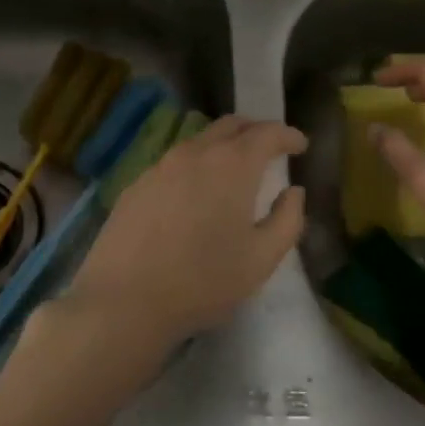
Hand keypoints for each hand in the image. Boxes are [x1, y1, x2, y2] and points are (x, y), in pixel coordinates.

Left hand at [63, 116, 307, 354]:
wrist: (124, 300)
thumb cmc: (203, 281)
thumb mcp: (261, 258)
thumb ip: (287, 220)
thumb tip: (293, 191)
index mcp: (232, 165)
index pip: (267, 133)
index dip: (288, 135)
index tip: (300, 145)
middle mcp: (195, 153)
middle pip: (230, 125)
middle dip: (255, 130)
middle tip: (270, 147)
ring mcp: (161, 165)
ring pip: (199, 141)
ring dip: (223, 146)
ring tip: (234, 169)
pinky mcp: (137, 184)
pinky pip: (174, 163)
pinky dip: (195, 165)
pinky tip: (194, 193)